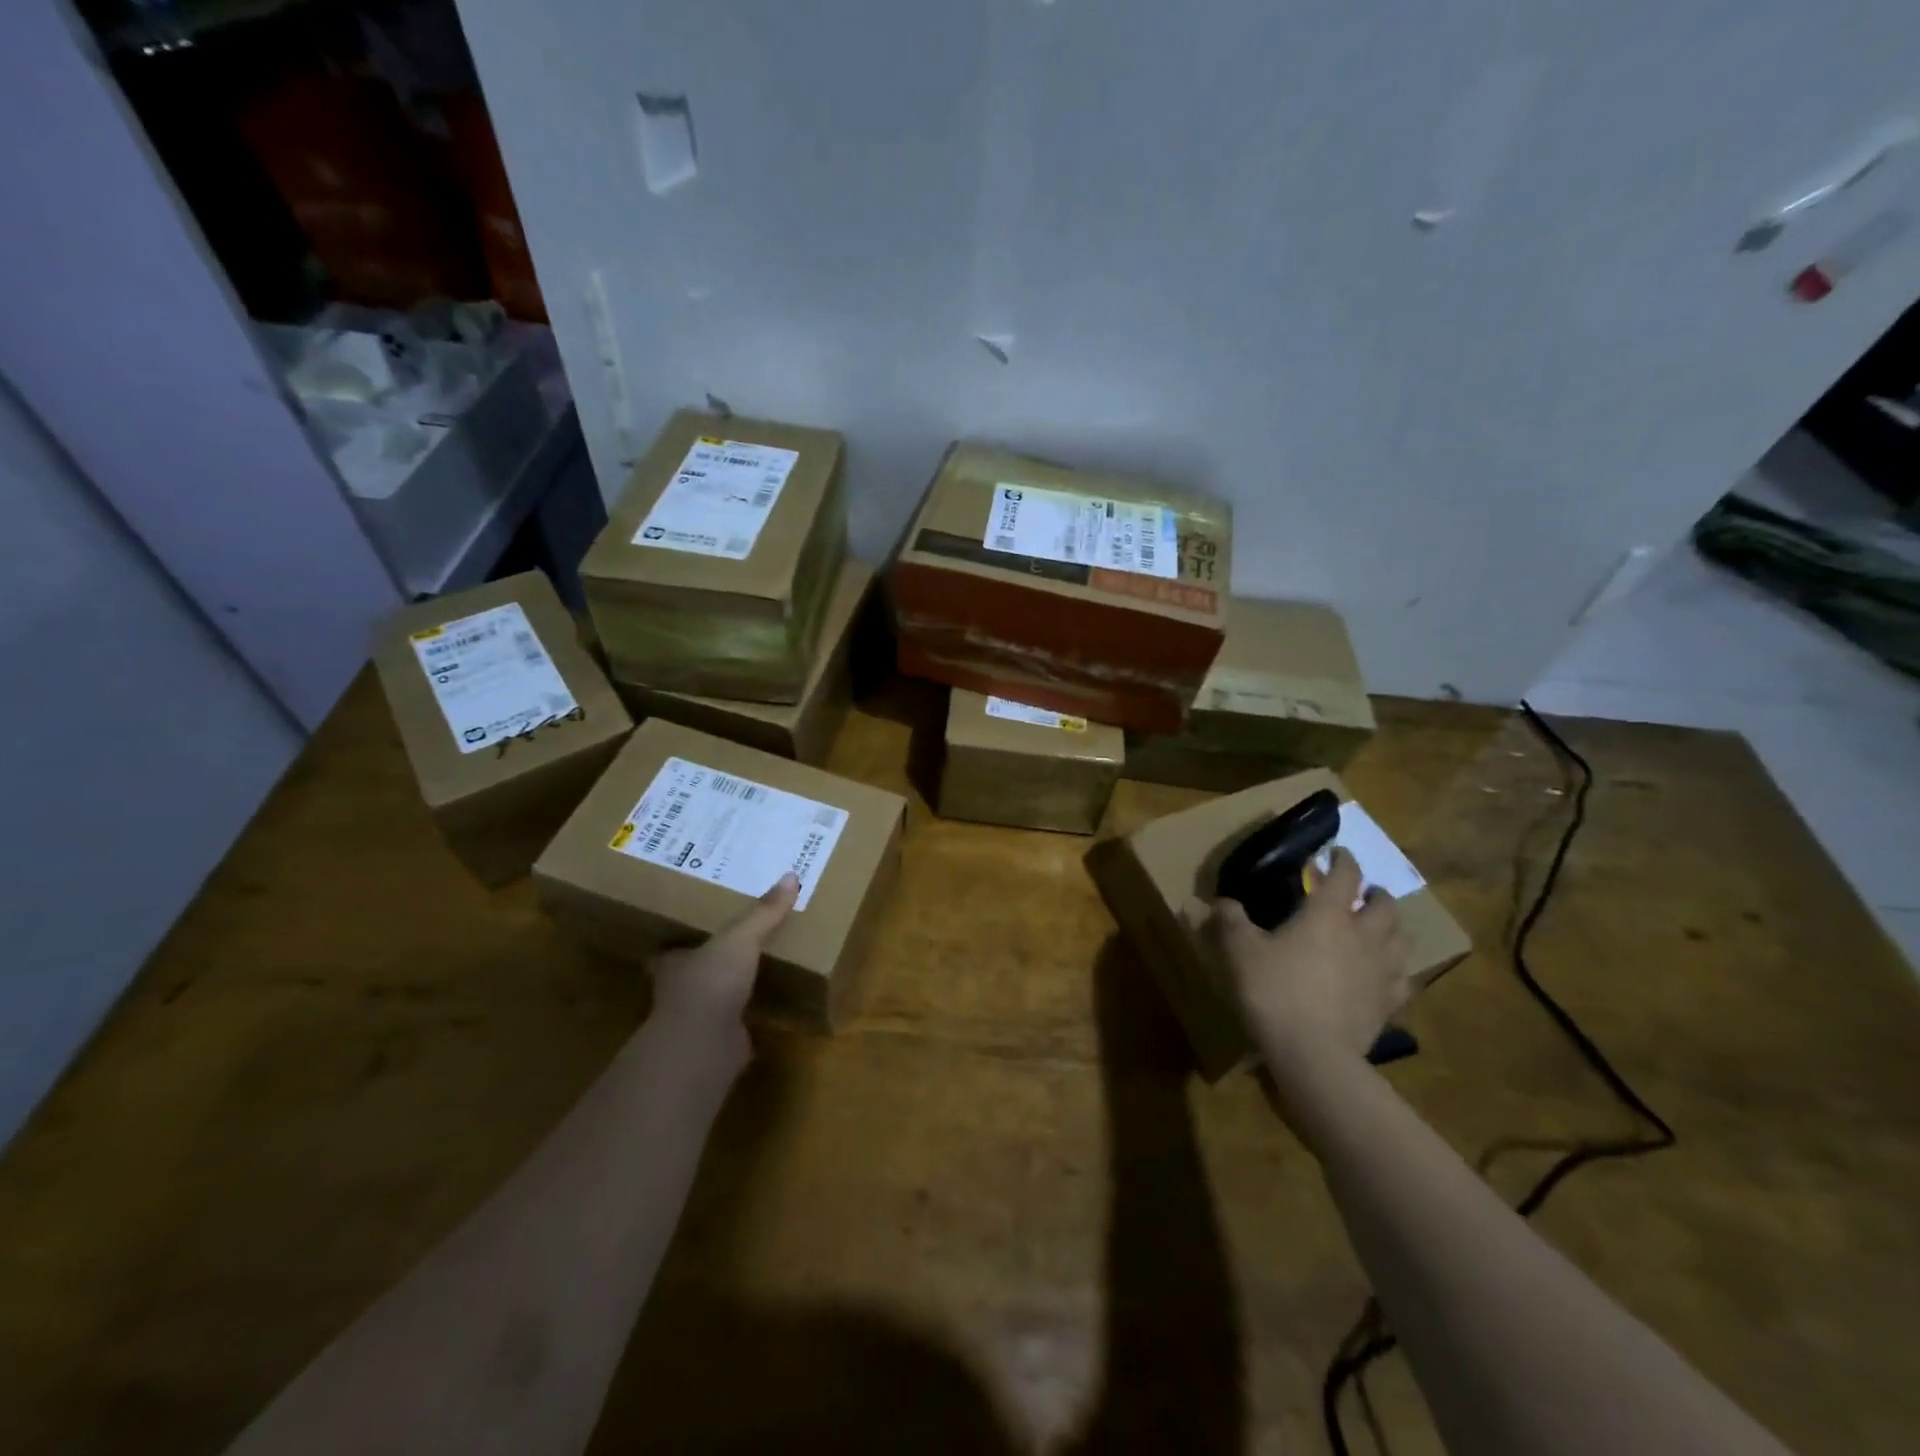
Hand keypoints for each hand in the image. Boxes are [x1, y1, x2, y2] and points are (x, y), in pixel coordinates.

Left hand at [648, 874, 798, 1053]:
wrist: (705, 1043)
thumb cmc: (711, 981)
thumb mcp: (740, 938)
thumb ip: (763, 912)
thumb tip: (790, 876)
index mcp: (676, 963)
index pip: (672, 950)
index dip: (682, 941)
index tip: (696, 930)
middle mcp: (680, 992)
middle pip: (692, 974)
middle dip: (709, 965)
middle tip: (735, 947)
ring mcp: (697, 1021)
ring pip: (712, 1001)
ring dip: (728, 992)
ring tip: (757, 974)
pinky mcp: (717, 1043)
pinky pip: (734, 1025)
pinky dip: (747, 1019)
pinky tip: (767, 1009)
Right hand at [1207, 848, 1411, 1065]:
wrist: (1314, 1054)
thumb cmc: (1275, 991)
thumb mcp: (1240, 951)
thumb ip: (1231, 921)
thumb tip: (1221, 901)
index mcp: (1328, 914)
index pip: (1345, 874)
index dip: (1343, 859)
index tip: (1337, 852)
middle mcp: (1364, 934)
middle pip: (1384, 904)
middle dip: (1374, 893)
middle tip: (1361, 893)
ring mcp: (1383, 970)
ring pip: (1403, 938)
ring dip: (1393, 926)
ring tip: (1379, 928)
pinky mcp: (1390, 1003)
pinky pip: (1404, 978)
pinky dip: (1397, 968)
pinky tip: (1385, 974)